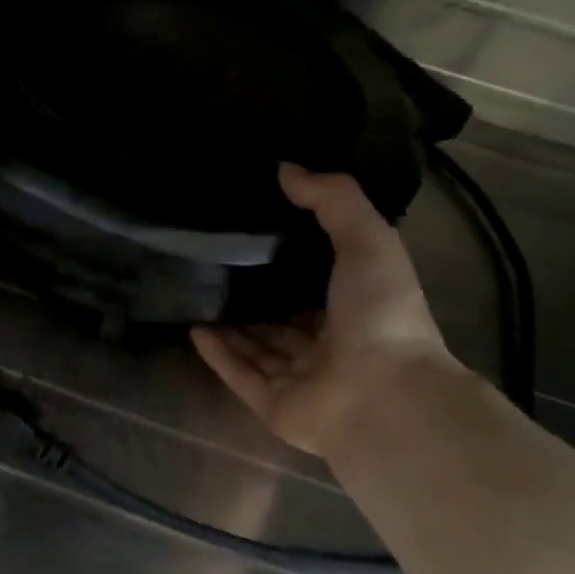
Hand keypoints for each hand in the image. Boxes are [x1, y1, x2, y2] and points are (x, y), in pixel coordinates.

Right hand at [192, 163, 454, 458]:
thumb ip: (332, 200)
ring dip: (230, 326)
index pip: (316, 284)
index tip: (255, 231)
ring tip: (196, 294)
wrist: (382, 393)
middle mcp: (328, 345)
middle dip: (254, 296)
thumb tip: (286, 168)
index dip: (289, 261)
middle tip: (214, 263)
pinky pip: (239, 375)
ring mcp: (300, 379)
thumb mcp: (367, 239)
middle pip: (282, 319)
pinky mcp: (273, 405)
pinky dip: (218, 354)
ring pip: (257, 348)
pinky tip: (193, 329)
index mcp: (356, 309)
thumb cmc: (379, 313)